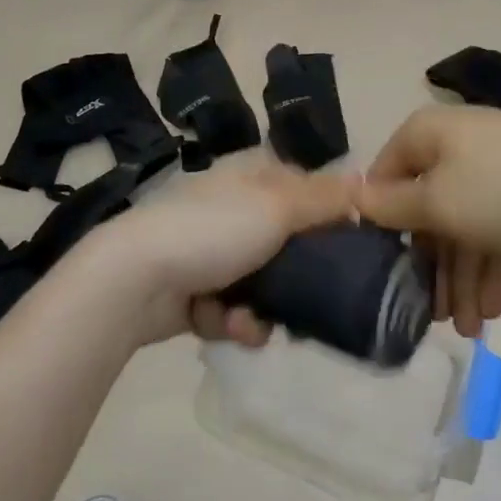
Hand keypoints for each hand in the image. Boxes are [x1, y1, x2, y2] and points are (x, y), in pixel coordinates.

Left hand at [91, 158, 359, 346]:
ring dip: (260, 308)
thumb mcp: (277, 207)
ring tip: (251, 322)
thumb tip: (364, 182)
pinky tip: (224, 325)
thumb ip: (323, 199)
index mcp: (249, 175)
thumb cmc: (213, 230)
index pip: (302, 188)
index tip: (347, 247)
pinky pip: (229, 307)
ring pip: (259, 282)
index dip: (325, 216)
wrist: (136, 277)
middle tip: (311, 301)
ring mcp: (208, 248)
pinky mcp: (191, 288)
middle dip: (294, 277)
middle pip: (283, 241)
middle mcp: (230, 206)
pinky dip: (229, 319)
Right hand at [354, 105, 500, 337]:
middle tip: (434, 316)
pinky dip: (494, 264)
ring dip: (464, 276)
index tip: (384, 272)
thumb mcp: (437, 203)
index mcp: (425, 135)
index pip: (385, 177)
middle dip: (433, 265)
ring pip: (466, 223)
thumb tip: (350, 195)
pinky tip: (496, 310)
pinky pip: (498, 225)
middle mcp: (454, 144)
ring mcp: (494, 165)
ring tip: (470, 330)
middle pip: (429, 207)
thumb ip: (390, 206)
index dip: (381, 224)